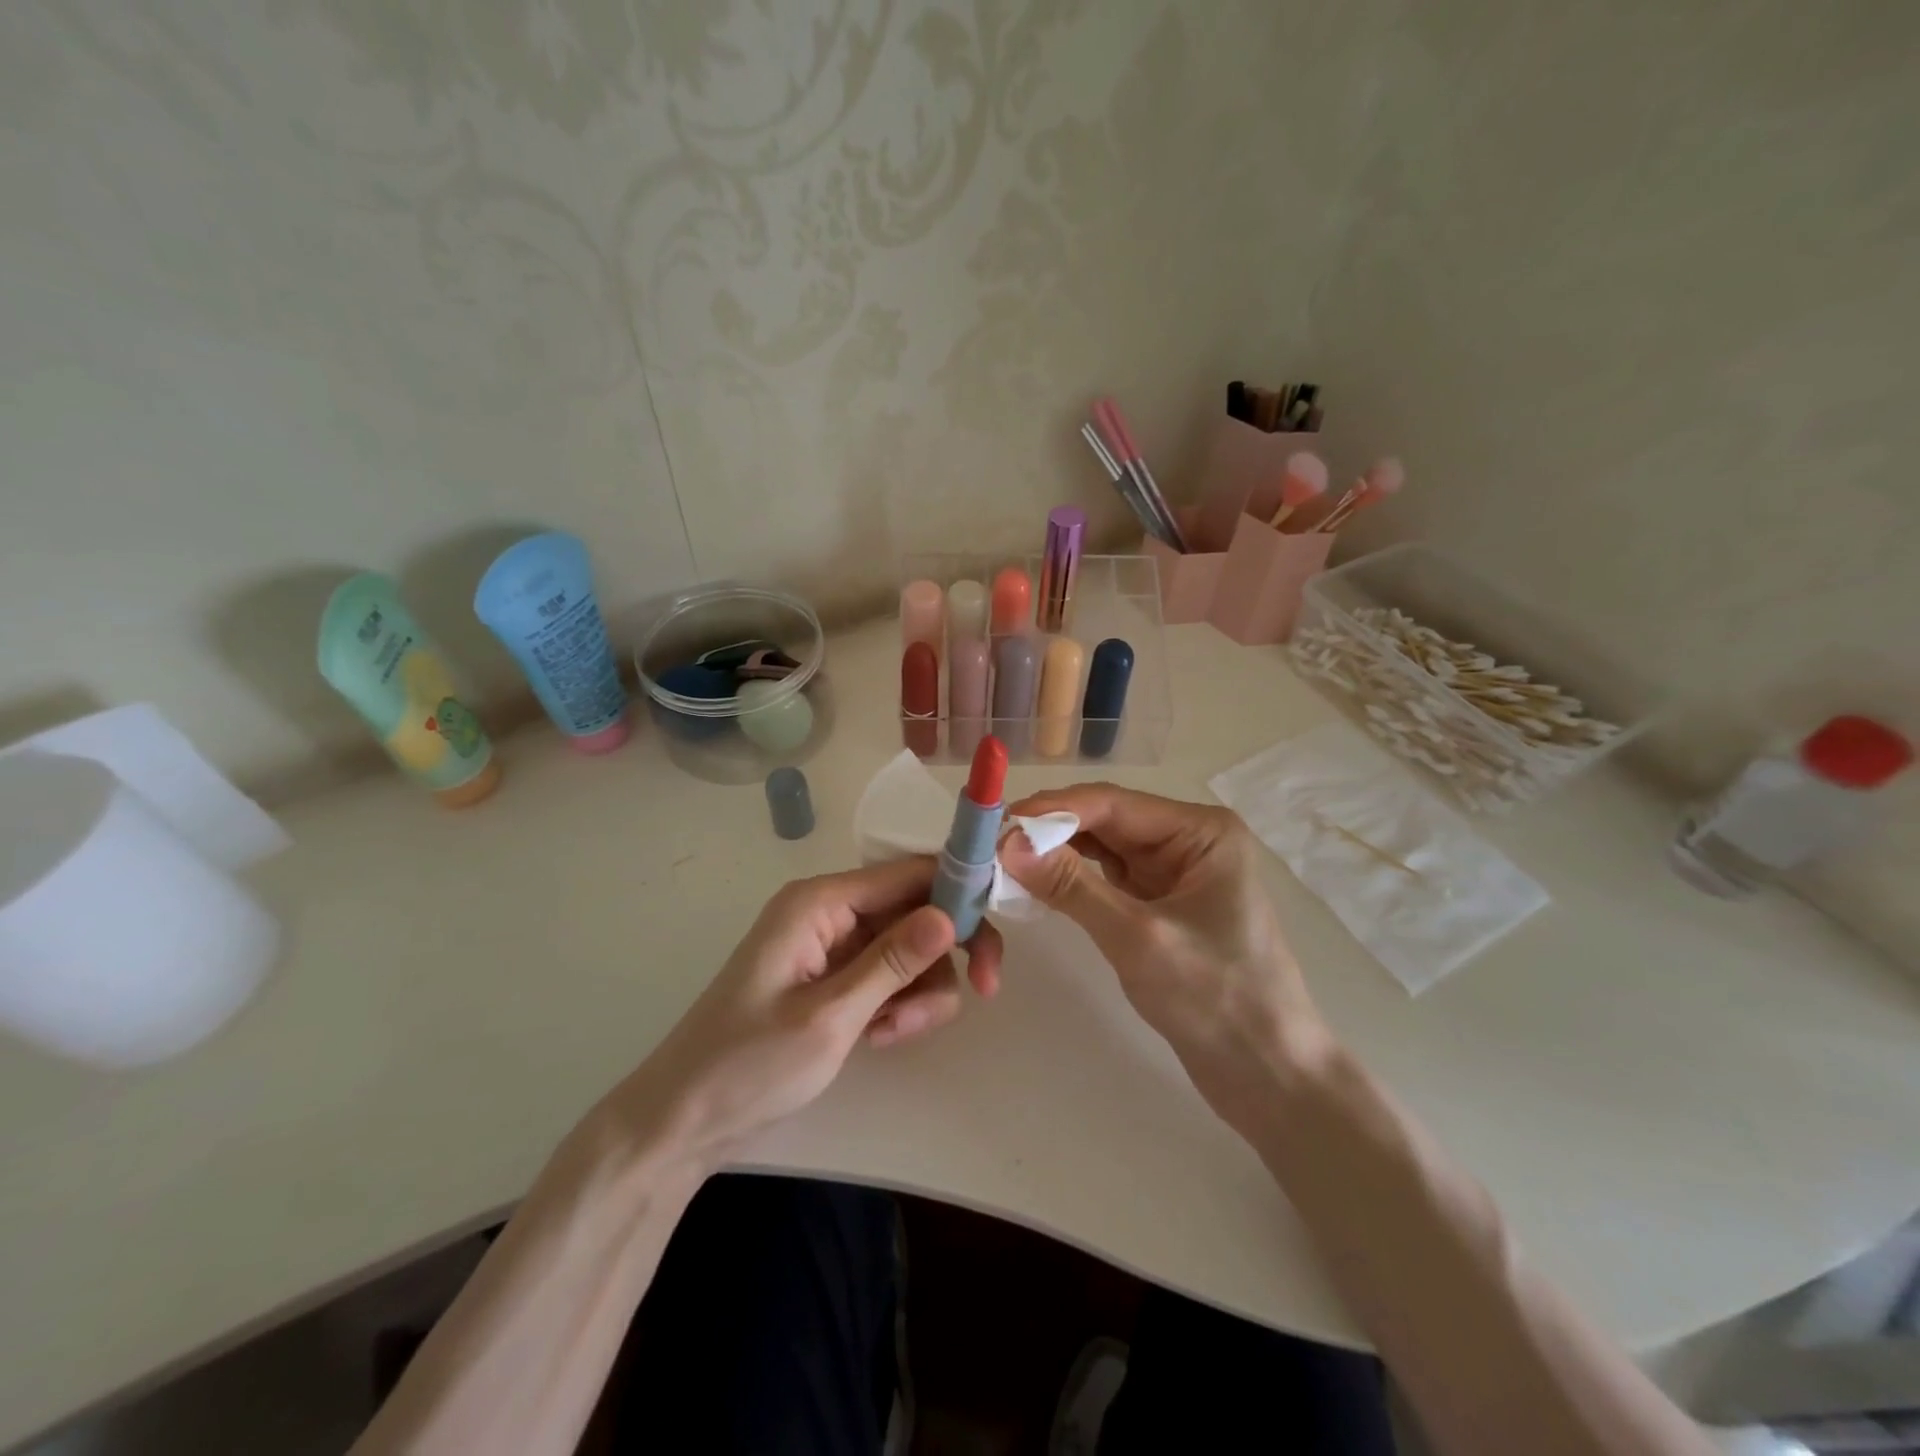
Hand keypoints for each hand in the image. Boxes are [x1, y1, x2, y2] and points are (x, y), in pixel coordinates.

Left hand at [612, 857, 1002, 1166]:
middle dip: (945, 954)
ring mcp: (834, 946)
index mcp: (821, 901)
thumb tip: (950, 914)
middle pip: (917, 910)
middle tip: (983, 990)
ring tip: (891, 1035)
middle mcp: (831, 912)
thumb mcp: (829, 1016)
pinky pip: (890, 975)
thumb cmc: (747, 1064)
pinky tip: (879, 1038)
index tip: (994, 935)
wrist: (684, 1121)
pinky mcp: (836, 978)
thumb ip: (892, 962)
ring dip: (919, 990)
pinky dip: (898, 1004)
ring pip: (910, 948)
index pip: (909, 873)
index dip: (959, 893)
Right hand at [1000, 784, 1327, 1134]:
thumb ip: (1071, 887)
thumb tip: (1007, 844)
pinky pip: (1108, 878)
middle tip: (991, 844)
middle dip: (1051, 831)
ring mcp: (1175, 872)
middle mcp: (1188, 840)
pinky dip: (1074, 881)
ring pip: (1103, 849)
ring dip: (1057, 854)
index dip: (1052, 810)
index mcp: (1201, 831)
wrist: (1269, 1076)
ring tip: (1004, 861)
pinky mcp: (1162, 904)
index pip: (1113, 803)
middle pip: (1106, 821)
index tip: (997, 824)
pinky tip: (1038, 883)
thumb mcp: (1137, 938)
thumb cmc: (1215, 1000)